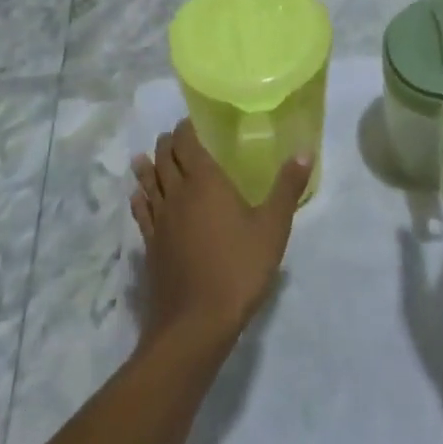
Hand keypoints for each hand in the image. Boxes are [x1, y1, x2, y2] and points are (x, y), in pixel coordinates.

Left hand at [131, 121, 311, 347]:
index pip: (187, 144)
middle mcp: (177, 194)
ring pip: (149, 183)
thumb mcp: (273, 227)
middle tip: (174, 136)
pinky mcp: (151, 246)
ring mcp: (160, 221)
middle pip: (165, 159)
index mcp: (205, 182)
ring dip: (148, 167)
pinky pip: (142, 212)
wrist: (196, 323)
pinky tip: (138, 197)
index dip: (186, 129)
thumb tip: (304, 151)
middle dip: (168, 144)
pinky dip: (139, 198)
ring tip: (144, 156)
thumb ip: (287, 187)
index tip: (190, 120)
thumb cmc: (239, 268)